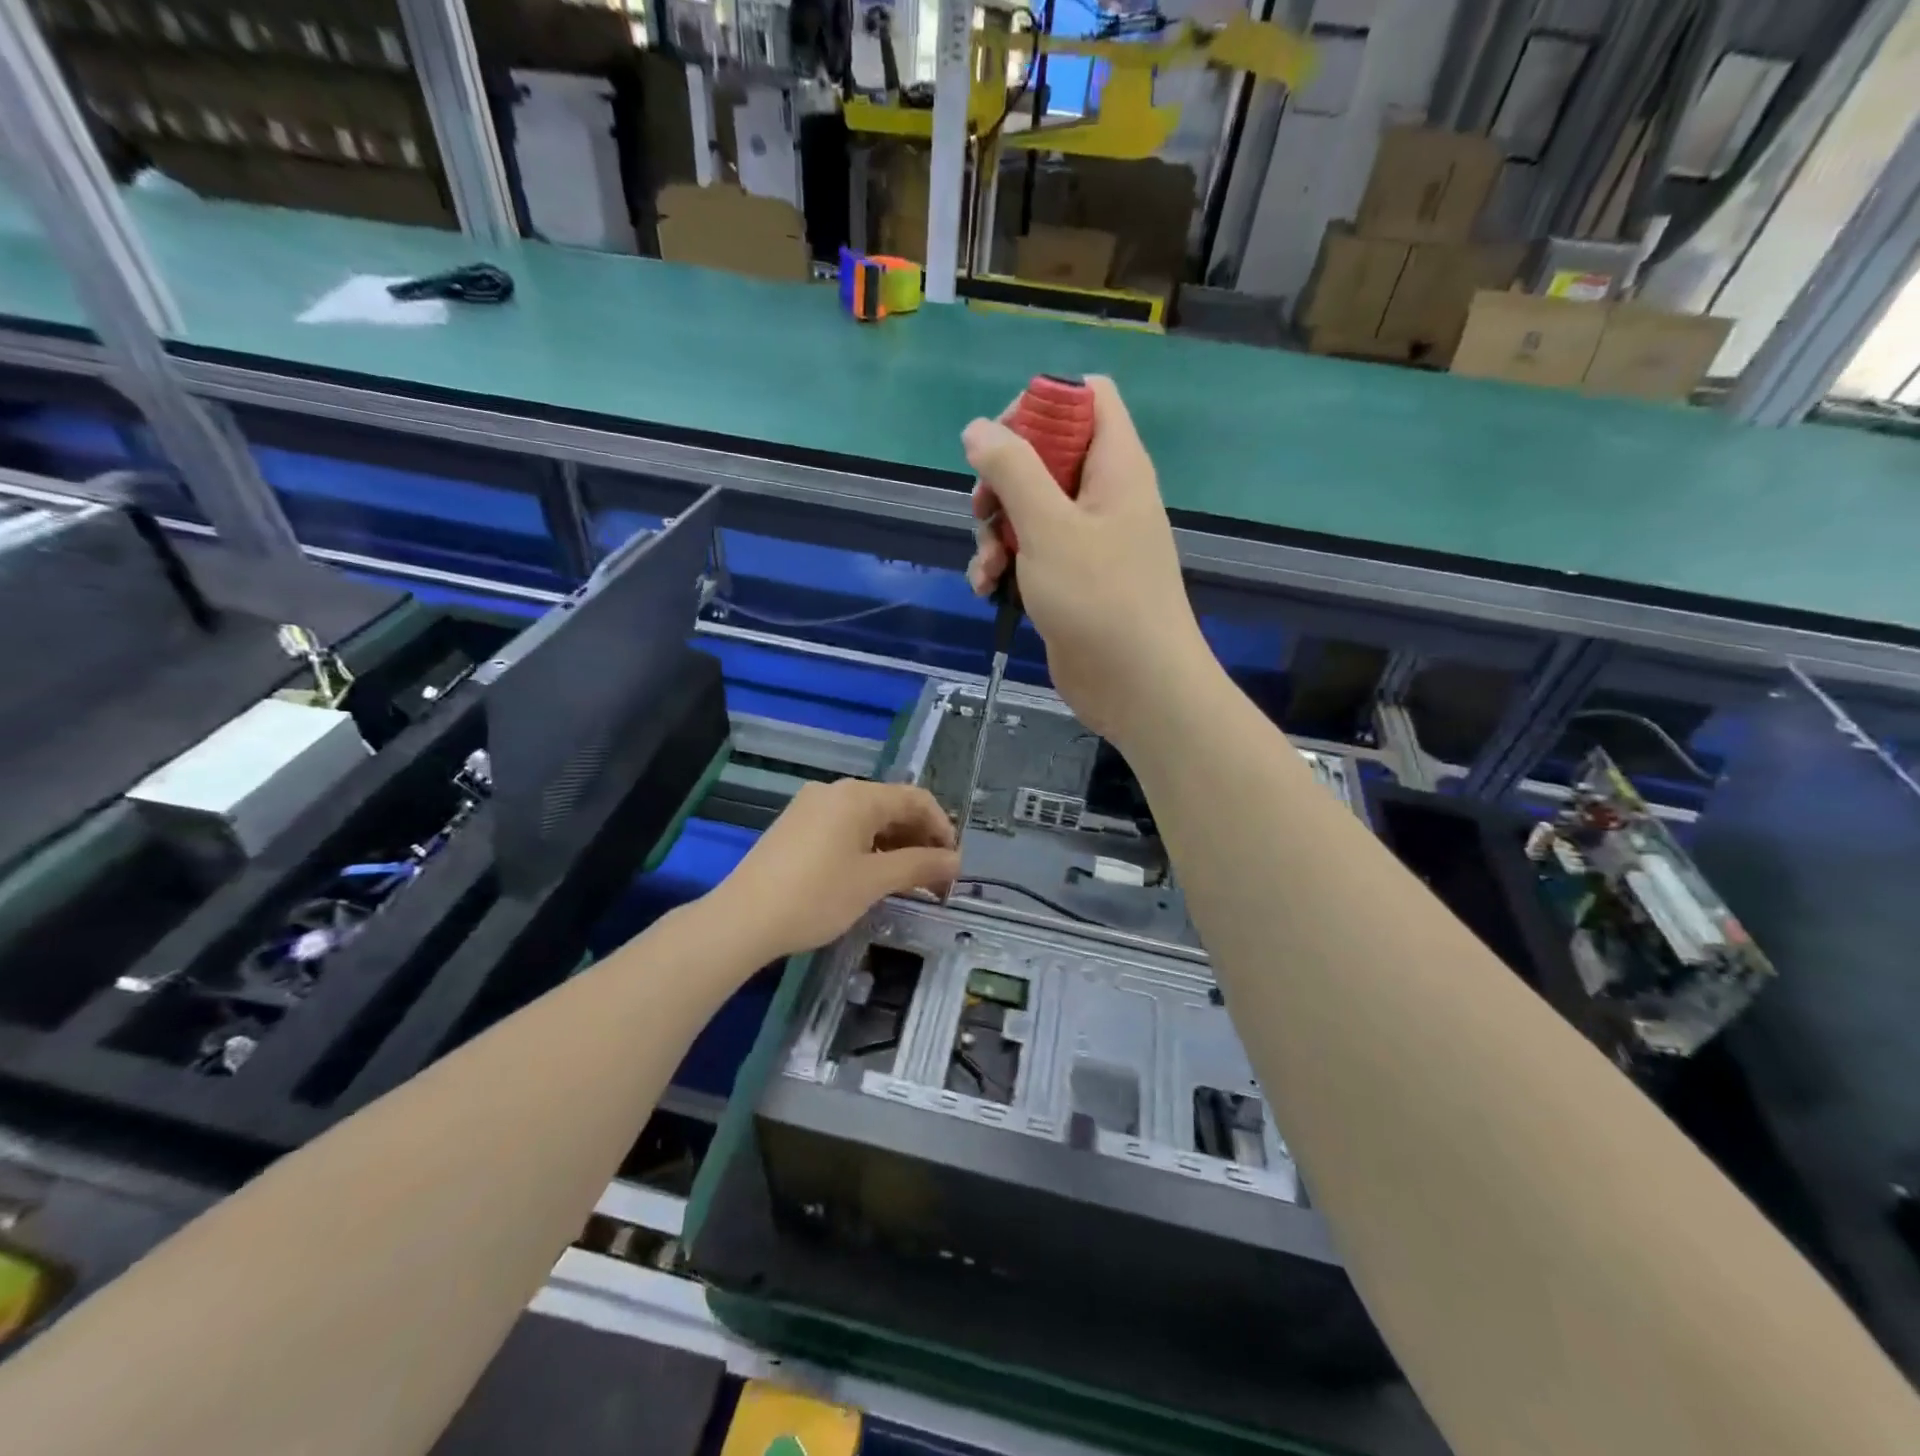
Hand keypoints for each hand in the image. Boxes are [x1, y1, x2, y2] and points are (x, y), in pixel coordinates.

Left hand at [710, 780, 957, 961]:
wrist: (742, 919)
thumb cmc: (816, 896)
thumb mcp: (874, 881)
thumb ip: (919, 866)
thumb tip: (955, 862)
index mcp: (857, 796)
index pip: (916, 798)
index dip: (942, 828)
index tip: (953, 864)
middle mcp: (834, 791)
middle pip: (892, 807)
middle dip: (919, 840)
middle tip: (936, 879)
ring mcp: (810, 808)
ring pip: (868, 820)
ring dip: (895, 846)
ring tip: (908, 883)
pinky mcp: (795, 827)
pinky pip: (844, 829)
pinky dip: (867, 848)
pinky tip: (872, 877)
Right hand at [964, 376, 1208, 745]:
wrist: (1136, 686)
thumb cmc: (1099, 598)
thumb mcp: (1048, 526)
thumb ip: (1012, 470)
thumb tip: (978, 428)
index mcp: (1115, 465)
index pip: (1087, 397)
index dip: (1041, 405)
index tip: (1003, 441)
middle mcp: (1104, 495)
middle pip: (1045, 455)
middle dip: (1003, 481)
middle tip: (984, 509)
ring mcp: (1088, 540)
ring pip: (1029, 509)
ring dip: (996, 532)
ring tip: (986, 568)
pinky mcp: (1071, 579)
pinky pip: (1031, 552)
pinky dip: (1005, 565)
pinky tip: (987, 590)